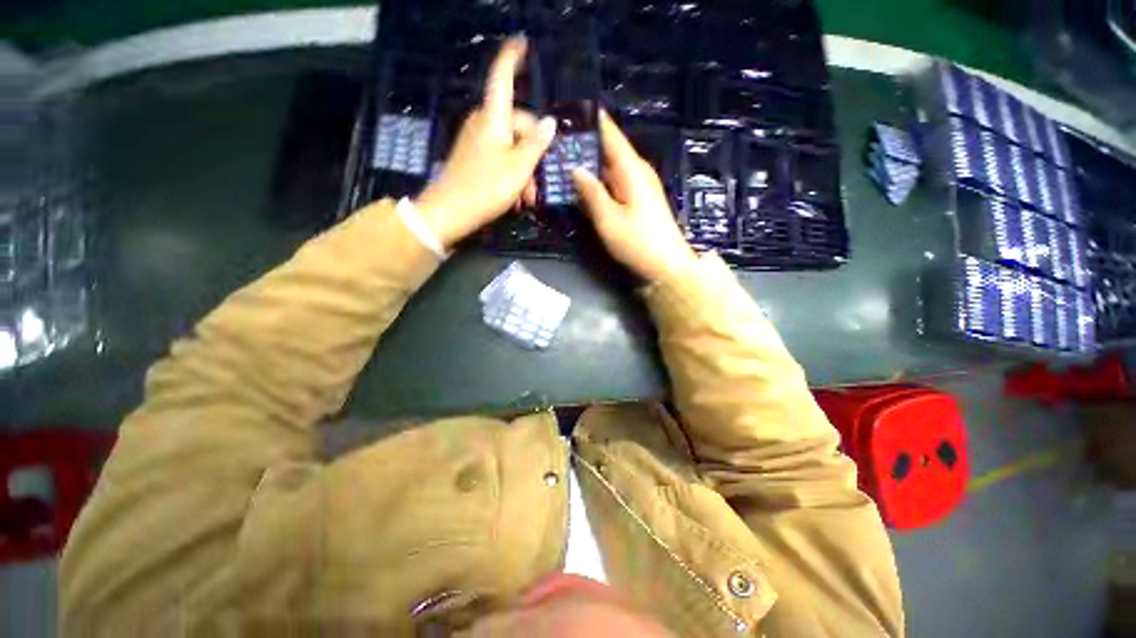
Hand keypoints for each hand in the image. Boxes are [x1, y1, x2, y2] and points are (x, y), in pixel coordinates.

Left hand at [415, 37, 556, 248]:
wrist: (450, 212)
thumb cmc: (487, 187)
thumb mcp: (519, 167)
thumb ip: (537, 144)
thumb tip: (550, 123)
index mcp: (493, 118)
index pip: (502, 78)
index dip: (512, 59)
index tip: (522, 42)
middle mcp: (483, 124)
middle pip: (517, 124)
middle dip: (533, 152)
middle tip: (539, 184)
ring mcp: (476, 142)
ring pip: (511, 148)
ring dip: (525, 171)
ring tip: (528, 199)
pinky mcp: (473, 159)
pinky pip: (500, 160)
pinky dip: (512, 176)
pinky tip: (516, 199)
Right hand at [572, 112, 698, 281]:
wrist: (666, 265)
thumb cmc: (638, 242)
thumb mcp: (609, 219)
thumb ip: (591, 192)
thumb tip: (575, 168)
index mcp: (632, 169)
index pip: (610, 134)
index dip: (592, 120)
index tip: (570, 109)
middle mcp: (637, 171)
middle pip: (609, 149)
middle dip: (585, 142)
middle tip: (557, 139)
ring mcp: (639, 185)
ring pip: (610, 166)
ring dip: (590, 162)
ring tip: (563, 157)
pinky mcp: (638, 199)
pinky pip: (614, 182)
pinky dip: (598, 179)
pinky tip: (583, 183)